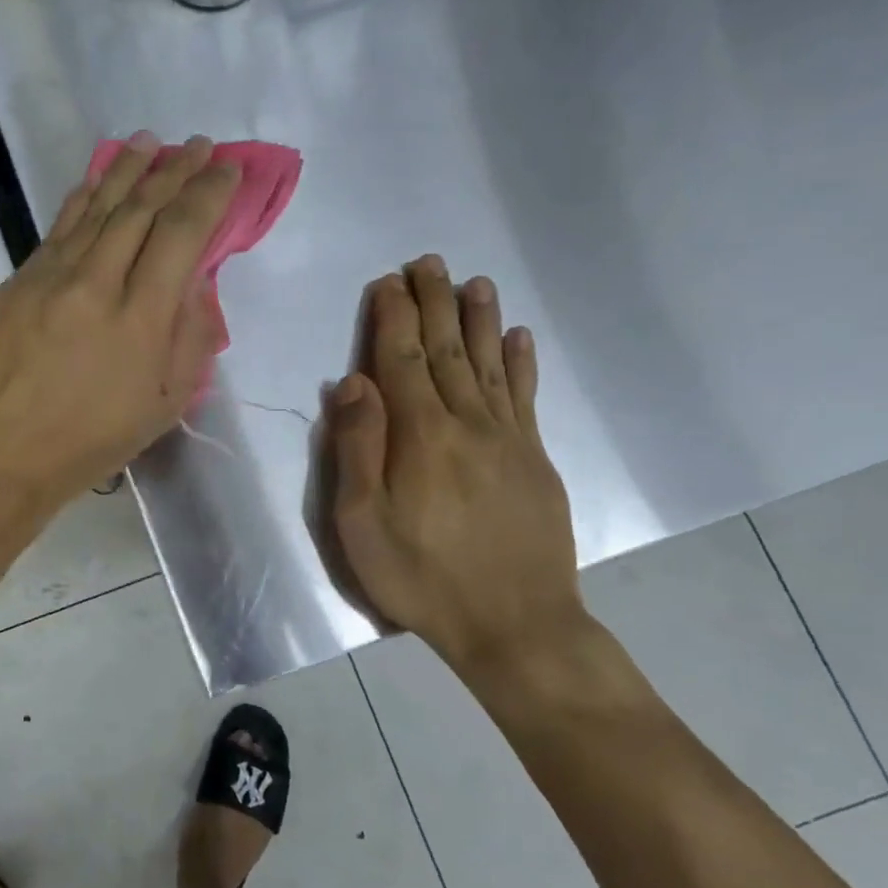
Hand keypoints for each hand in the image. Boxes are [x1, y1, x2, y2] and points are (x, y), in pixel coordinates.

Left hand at [0, 133, 239, 512]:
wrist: (0, 457)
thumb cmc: (90, 443)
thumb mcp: (162, 406)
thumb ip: (188, 339)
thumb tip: (196, 284)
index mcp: (140, 320)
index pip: (182, 233)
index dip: (208, 194)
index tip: (226, 168)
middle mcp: (95, 284)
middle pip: (141, 209)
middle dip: (175, 171)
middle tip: (197, 145)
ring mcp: (49, 278)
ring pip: (96, 208)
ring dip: (129, 170)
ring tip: (152, 143)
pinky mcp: (17, 282)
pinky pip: (58, 227)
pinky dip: (83, 198)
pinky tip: (98, 179)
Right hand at [329, 256, 584, 678]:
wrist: (515, 625)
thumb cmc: (421, 577)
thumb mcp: (362, 523)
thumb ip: (357, 448)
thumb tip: (353, 382)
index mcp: (420, 435)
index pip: (402, 360)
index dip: (392, 318)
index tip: (386, 282)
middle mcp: (467, 423)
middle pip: (448, 350)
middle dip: (434, 303)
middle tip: (428, 262)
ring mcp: (508, 439)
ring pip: (490, 363)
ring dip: (479, 319)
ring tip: (473, 282)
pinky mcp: (535, 459)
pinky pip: (526, 397)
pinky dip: (521, 363)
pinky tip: (519, 337)